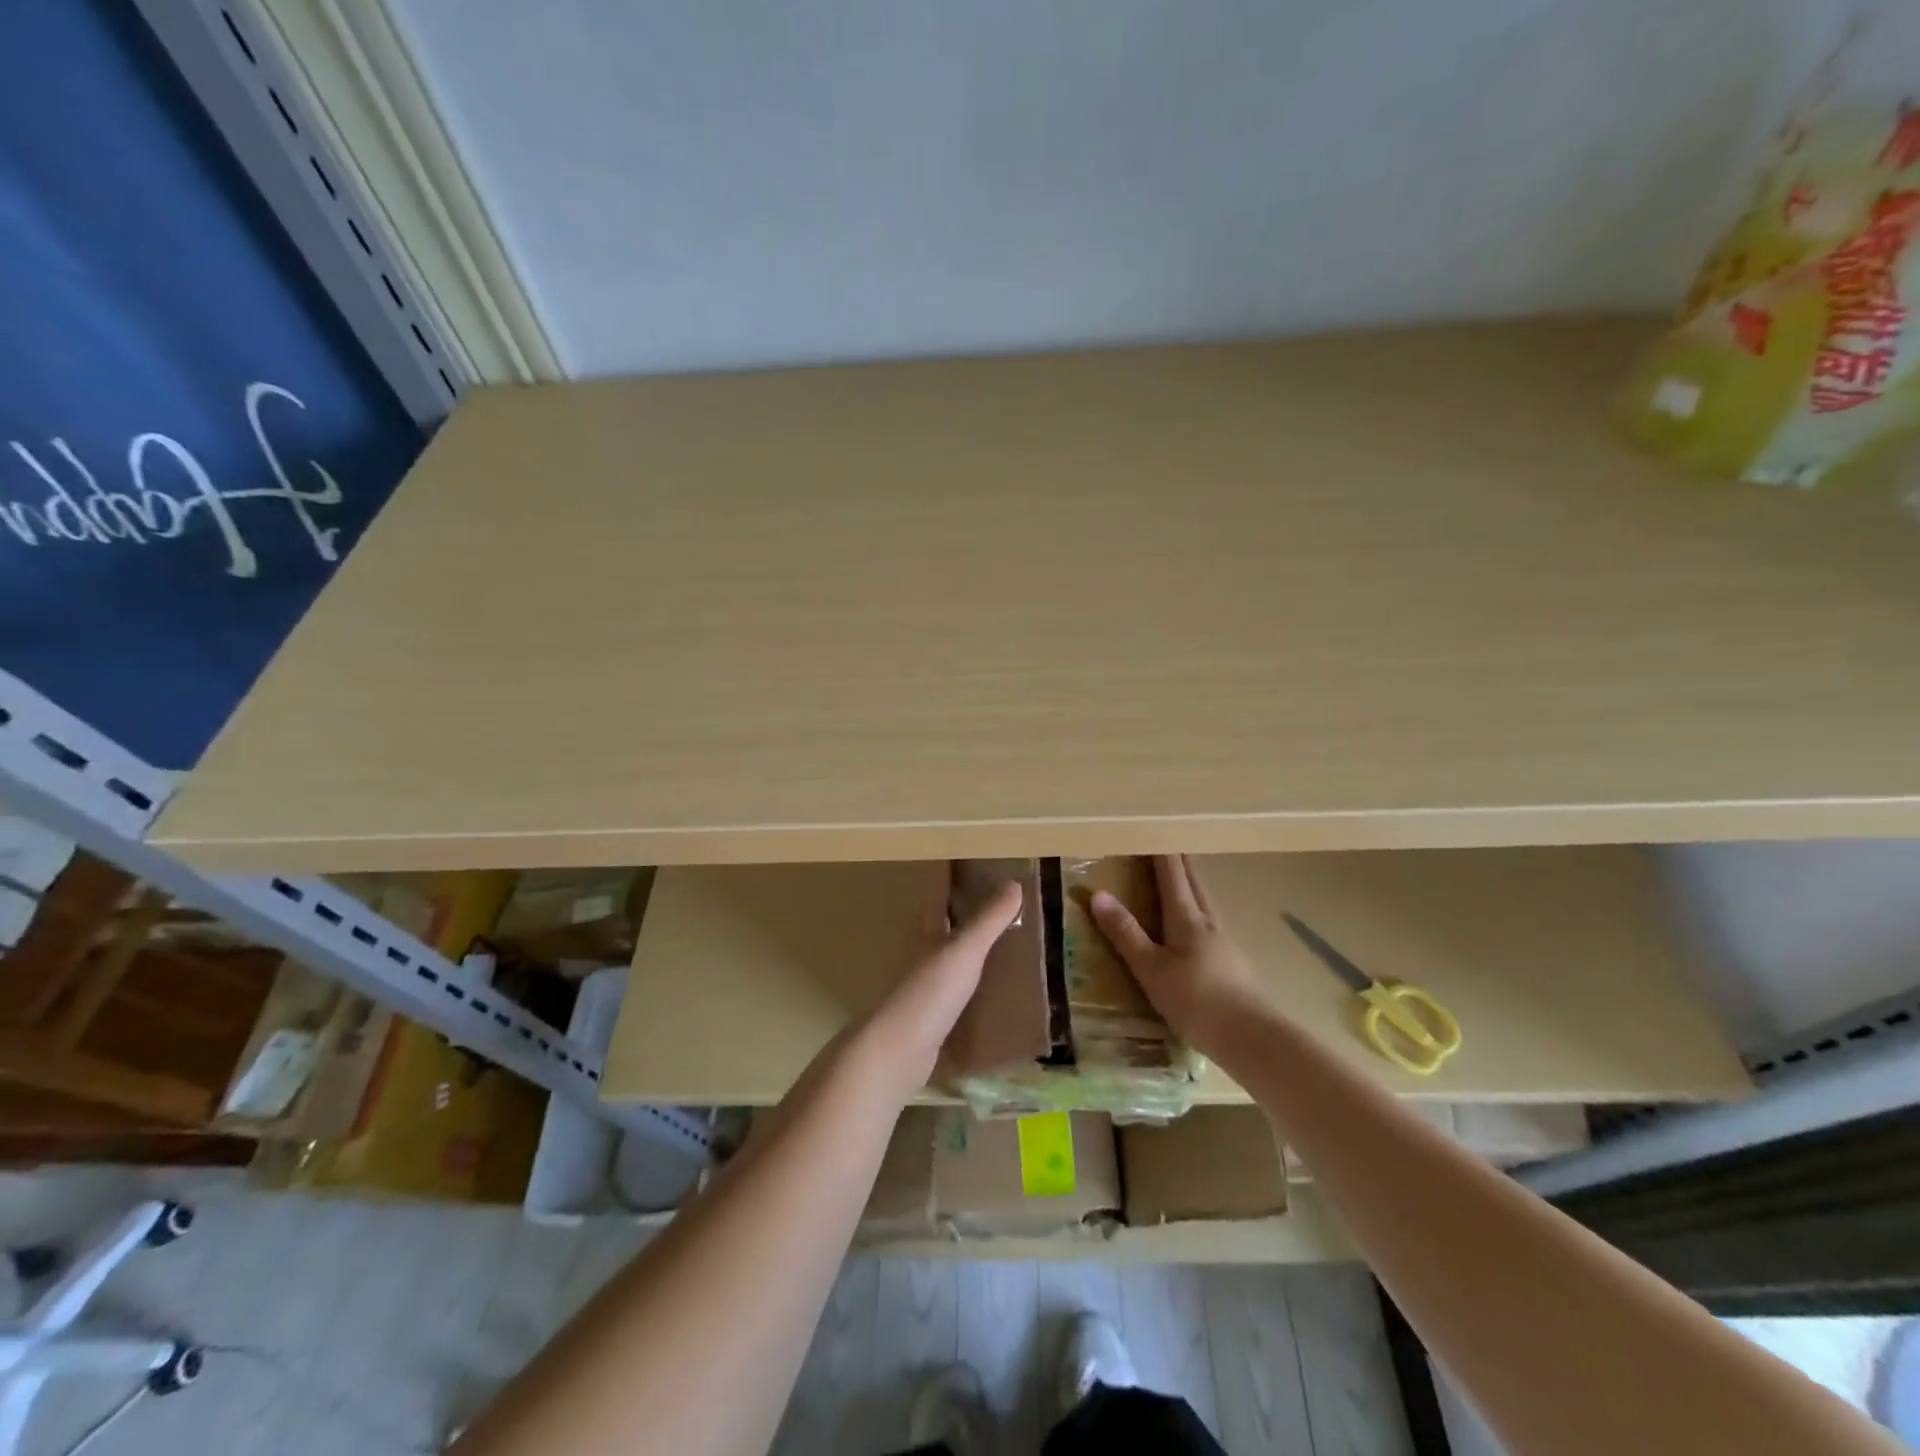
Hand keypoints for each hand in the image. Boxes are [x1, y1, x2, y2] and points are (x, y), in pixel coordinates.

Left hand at [849, 866, 1023, 1102]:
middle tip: (994, 892)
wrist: (897, 1053)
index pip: (936, 891)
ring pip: (949, 956)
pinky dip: (975, 985)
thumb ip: (989, 920)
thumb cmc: (929, 993)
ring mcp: (926, 987)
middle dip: (961, 906)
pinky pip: (958, 992)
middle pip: (941, 921)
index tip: (963, 852)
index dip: (947, 871)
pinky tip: (994, 991)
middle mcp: (923, 953)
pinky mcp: (932, 1017)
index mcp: (928, 931)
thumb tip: (1013, 883)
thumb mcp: (964, 951)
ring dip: (969, 946)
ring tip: (1003, 939)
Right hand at [1090, 854, 1269, 1056]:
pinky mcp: (1232, 960)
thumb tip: (1098, 894)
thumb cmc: (1197, 1001)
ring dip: (1189, 880)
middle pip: (1193, 879)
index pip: (1172, 872)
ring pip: (1204, 898)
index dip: (1159, 850)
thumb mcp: (1151, 969)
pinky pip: (1209, 919)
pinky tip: (1193, 921)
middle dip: (1177, 858)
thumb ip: (1126, 933)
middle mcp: (1208, 920)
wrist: (1253, 1038)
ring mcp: (1224, 940)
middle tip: (1162, 841)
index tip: (1149, 827)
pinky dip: (1196, 905)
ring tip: (1176, 874)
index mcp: (1187, 917)